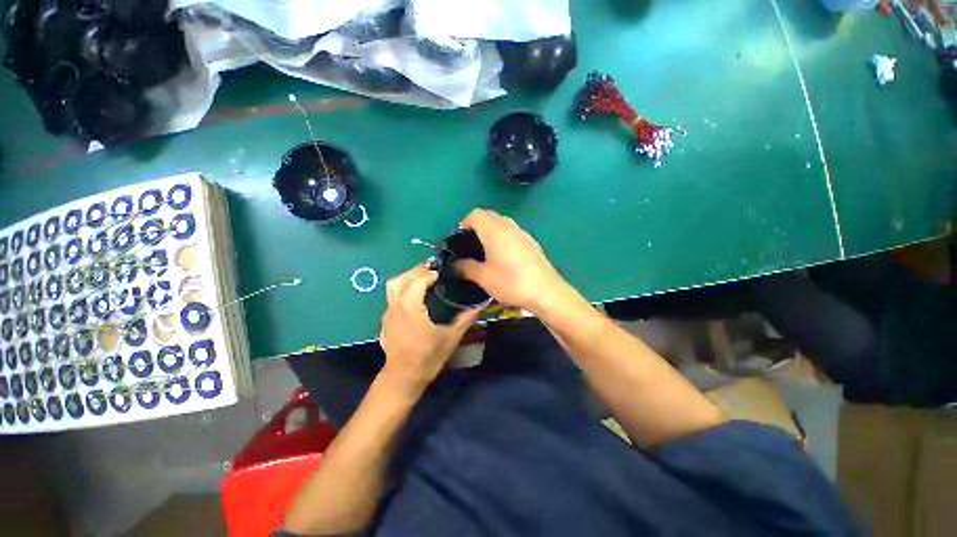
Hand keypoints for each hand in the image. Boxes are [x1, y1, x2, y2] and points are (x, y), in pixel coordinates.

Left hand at [379, 265, 481, 394]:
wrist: (403, 378)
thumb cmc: (428, 357)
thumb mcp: (451, 338)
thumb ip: (466, 318)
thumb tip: (482, 303)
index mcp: (411, 309)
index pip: (417, 281)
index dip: (429, 273)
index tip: (442, 273)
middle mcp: (396, 307)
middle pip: (401, 279)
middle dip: (417, 271)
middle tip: (433, 270)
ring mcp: (388, 313)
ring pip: (393, 286)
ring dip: (408, 277)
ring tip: (424, 277)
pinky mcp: (386, 319)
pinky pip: (392, 296)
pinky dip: (403, 287)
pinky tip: (416, 294)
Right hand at [456, 209, 567, 311]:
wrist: (545, 292)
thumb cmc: (511, 282)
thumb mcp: (484, 278)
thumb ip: (467, 268)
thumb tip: (455, 264)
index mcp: (494, 231)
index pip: (476, 215)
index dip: (464, 223)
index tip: (460, 239)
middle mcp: (509, 227)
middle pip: (489, 216)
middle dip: (477, 226)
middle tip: (471, 244)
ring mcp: (523, 233)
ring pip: (503, 223)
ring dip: (491, 231)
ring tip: (486, 251)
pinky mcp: (532, 242)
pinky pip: (513, 232)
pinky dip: (504, 237)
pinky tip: (504, 257)